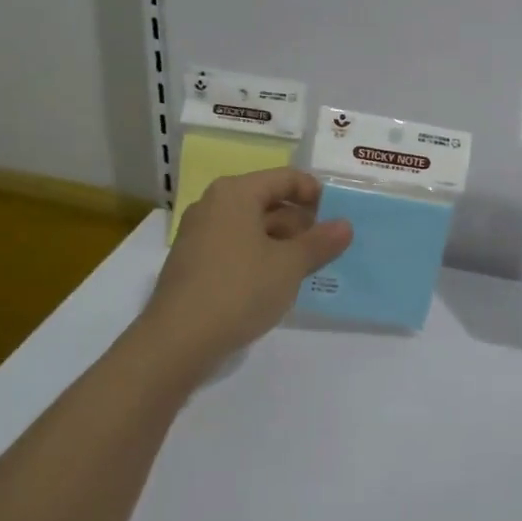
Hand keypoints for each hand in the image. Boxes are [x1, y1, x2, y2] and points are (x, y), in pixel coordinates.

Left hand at [137, 169, 351, 378]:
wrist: (176, 342)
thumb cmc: (239, 289)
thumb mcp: (290, 265)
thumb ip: (320, 242)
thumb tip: (345, 225)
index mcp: (236, 193)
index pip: (285, 178)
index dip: (315, 193)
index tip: (337, 217)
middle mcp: (213, 205)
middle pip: (267, 201)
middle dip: (300, 222)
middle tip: (326, 247)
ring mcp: (198, 234)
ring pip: (251, 227)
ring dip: (281, 243)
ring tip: (306, 268)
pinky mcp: (192, 263)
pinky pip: (235, 247)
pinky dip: (259, 257)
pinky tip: (275, 283)